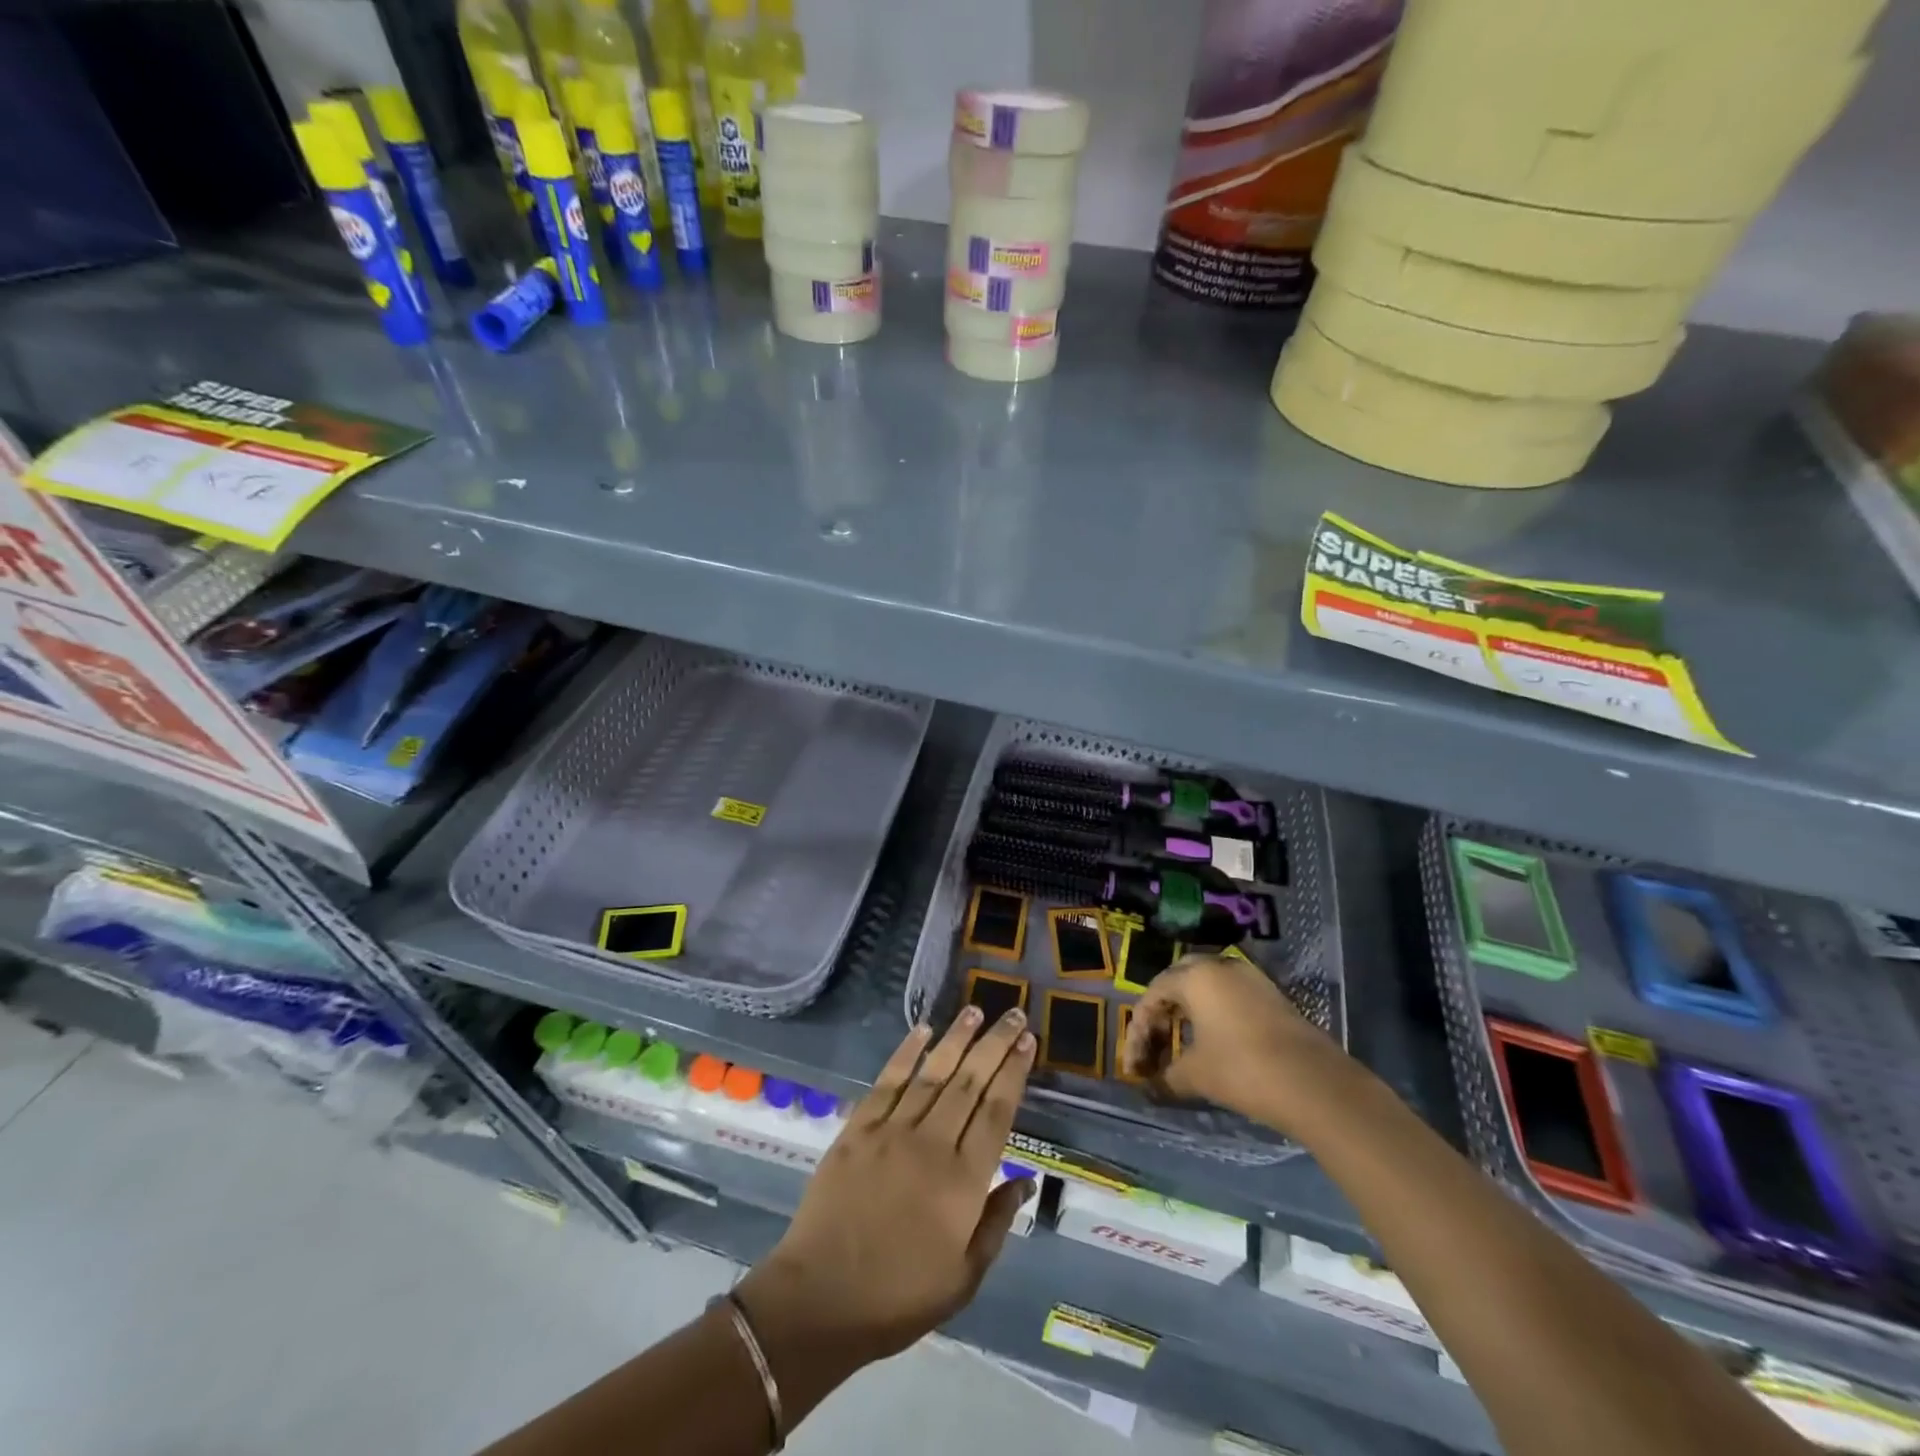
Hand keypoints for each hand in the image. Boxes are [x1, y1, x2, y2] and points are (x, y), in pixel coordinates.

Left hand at [735, 1006, 1037, 1374]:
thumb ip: (997, 1223)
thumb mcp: (964, 1278)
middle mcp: (931, 1144)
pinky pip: (887, 1081)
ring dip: (957, 1038)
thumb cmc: (898, 1297)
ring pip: (932, 1073)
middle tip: (1014, 1015)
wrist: (820, 1299)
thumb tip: (1026, 1179)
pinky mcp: (858, 1129)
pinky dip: (906, 1053)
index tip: (1028, 1043)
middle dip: (995, 1045)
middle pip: (970, 1082)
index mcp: (963, 1182)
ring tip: (976, 1010)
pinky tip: (922, 1030)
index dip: (1014, 1073)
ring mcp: (892, 1131)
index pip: (996, 1112)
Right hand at [1120, 952, 1344, 1132]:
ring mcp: (1250, 978)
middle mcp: (1220, 967)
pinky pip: (1230, 996)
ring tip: (1180, 1044)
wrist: (1315, 1084)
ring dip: (1188, 1012)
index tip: (1135, 1066)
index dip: (1138, 1031)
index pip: (1152, 995)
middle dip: (1161, 1011)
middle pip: (1178, 981)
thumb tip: (1151, 1087)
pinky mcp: (1272, 996)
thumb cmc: (1243, 1070)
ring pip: (1206, 987)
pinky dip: (1213, 1014)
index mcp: (1195, 976)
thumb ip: (1166, 1076)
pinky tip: (1212, 1043)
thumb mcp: (1196, 1075)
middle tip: (1155, 1042)